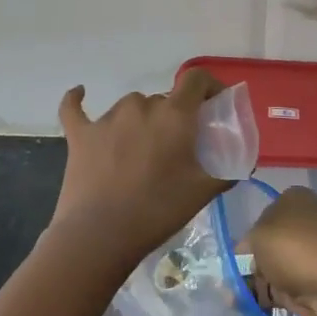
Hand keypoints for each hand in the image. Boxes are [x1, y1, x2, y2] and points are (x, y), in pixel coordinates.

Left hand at [51, 69, 225, 265]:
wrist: (100, 235)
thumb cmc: (158, 211)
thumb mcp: (202, 193)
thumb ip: (225, 173)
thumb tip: (241, 165)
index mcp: (174, 115)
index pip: (195, 79)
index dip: (208, 85)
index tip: (214, 103)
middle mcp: (141, 106)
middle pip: (163, 100)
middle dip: (174, 117)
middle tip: (177, 147)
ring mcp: (107, 118)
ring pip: (131, 107)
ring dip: (141, 121)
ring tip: (142, 152)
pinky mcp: (80, 133)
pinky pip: (75, 108)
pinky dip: (77, 100)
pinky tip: (80, 93)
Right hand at [243, 187, 316, 315]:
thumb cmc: (295, 247)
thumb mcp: (258, 234)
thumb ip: (246, 243)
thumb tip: (246, 255)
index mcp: (294, 200)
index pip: (262, 216)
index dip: (247, 237)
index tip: (234, 257)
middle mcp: (305, 224)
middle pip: (268, 244)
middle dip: (249, 263)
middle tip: (229, 282)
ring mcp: (312, 256)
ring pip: (274, 269)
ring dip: (256, 284)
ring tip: (234, 300)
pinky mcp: (315, 285)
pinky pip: (284, 290)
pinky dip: (268, 299)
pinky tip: (250, 308)